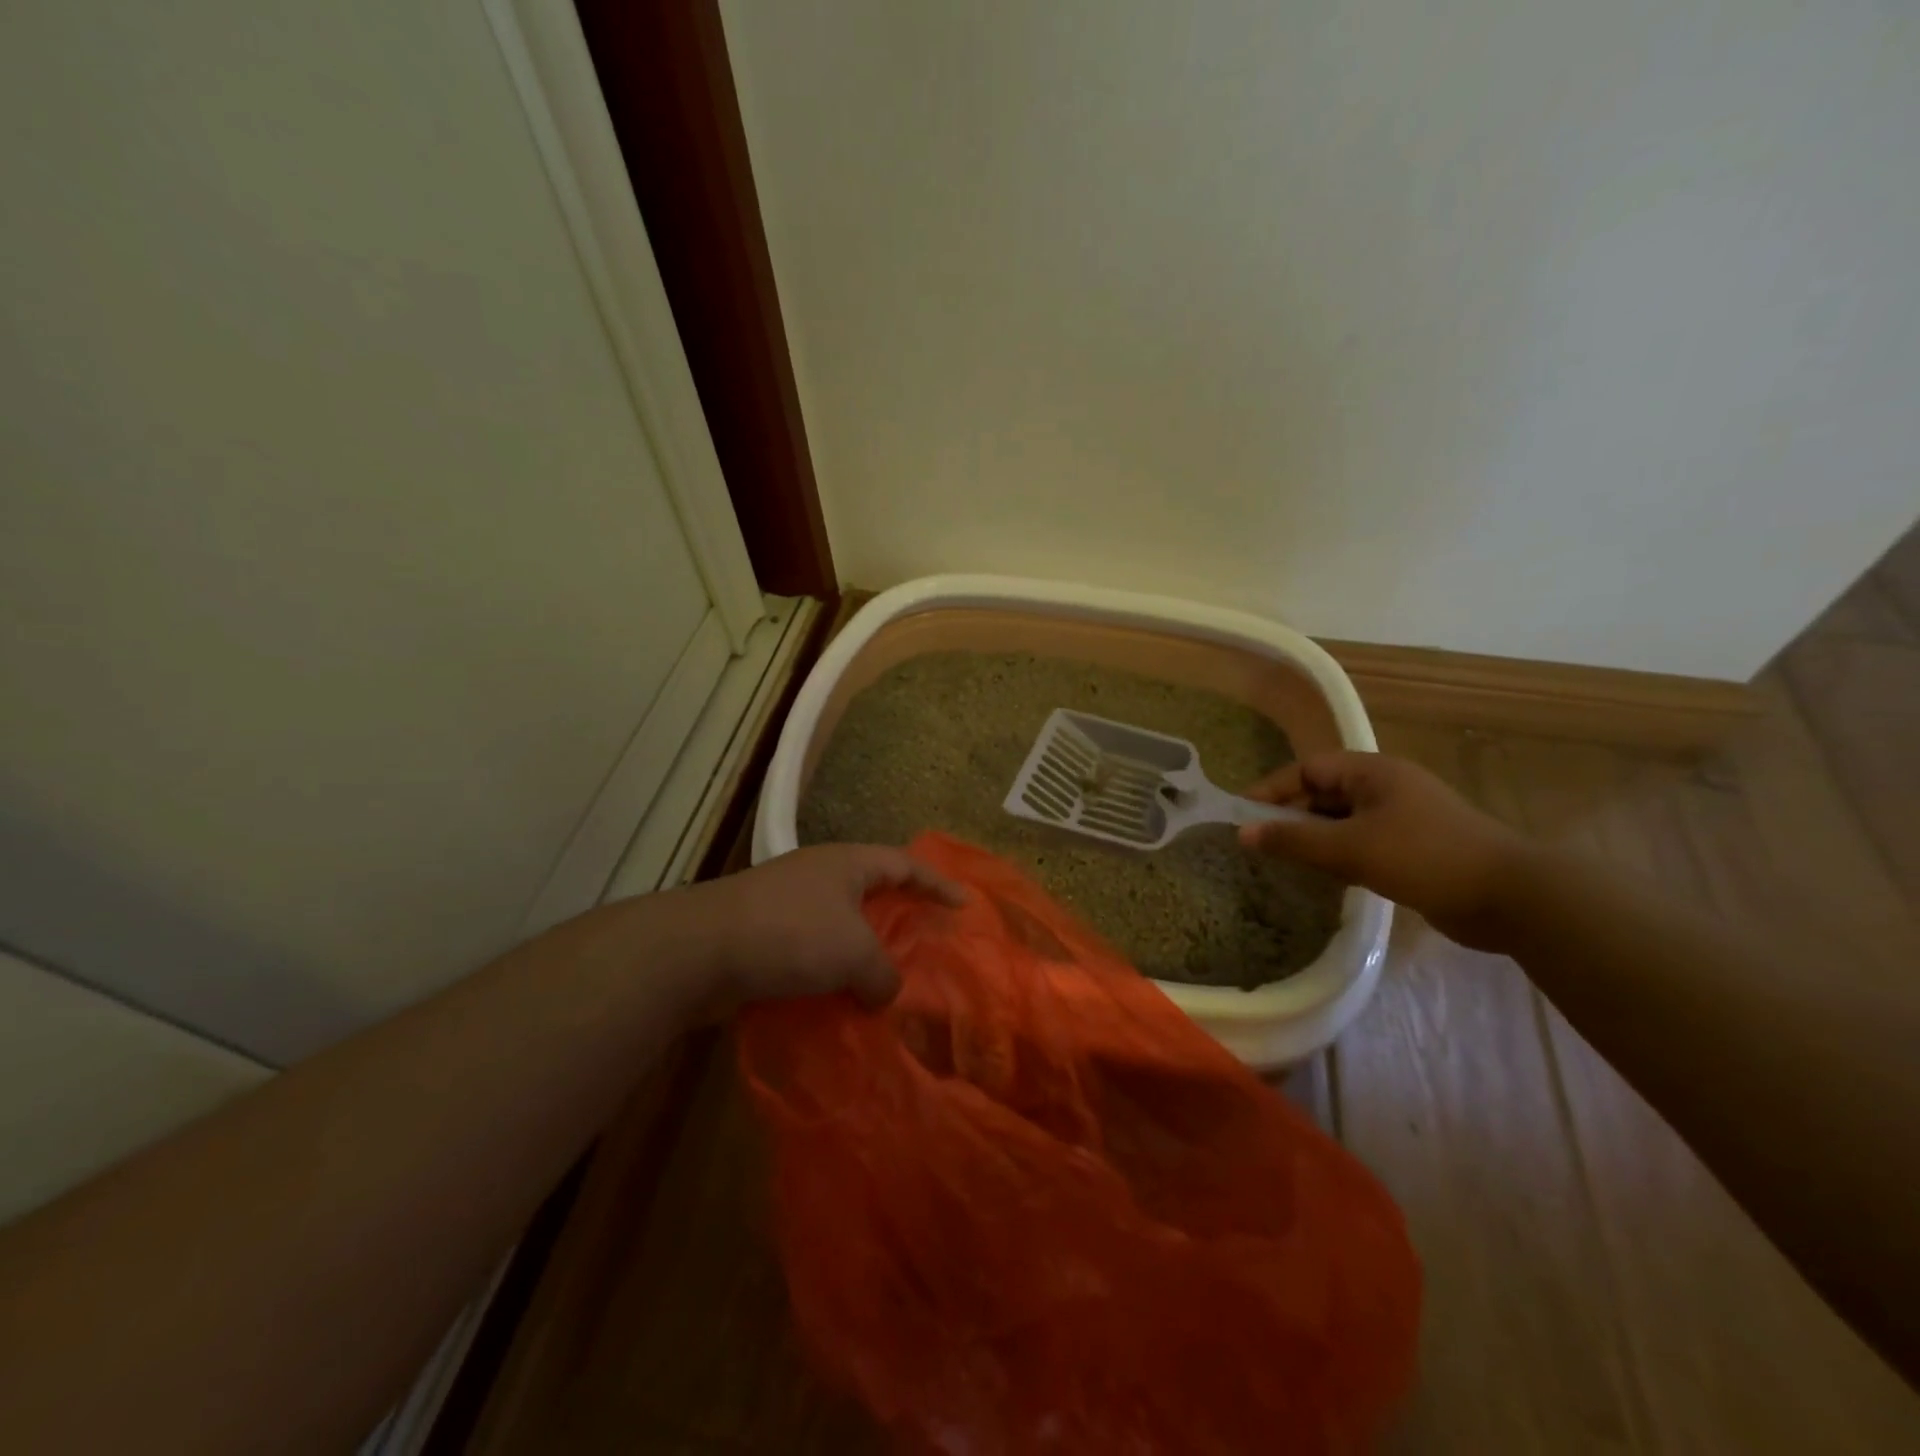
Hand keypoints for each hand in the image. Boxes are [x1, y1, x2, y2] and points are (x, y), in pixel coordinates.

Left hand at [684, 843, 964, 1011]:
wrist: (700, 951)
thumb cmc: (791, 934)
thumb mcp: (855, 953)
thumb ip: (883, 974)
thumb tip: (882, 992)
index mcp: (847, 864)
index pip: (905, 864)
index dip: (938, 883)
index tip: (964, 905)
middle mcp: (819, 876)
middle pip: (873, 892)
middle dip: (900, 919)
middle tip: (925, 945)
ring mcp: (788, 904)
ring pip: (841, 927)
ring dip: (862, 954)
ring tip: (885, 984)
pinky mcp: (764, 936)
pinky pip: (812, 953)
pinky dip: (831, 975)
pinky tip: (840, 1003)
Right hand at [1240, 751, 1528, 949]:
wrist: (1513, 898)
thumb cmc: (1425, 858)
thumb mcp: (1351, 848)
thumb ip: (1294, 839)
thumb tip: (1243, 833)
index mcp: (1373, 771)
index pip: (1308, 768)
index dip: (1272, 789)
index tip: (1243, 815)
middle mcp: (1387, 786)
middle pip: (1324, 791)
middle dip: (1290, 814)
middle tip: (1260, 842)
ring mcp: (1404, 816)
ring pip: (1343, 819)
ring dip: (1314, 836)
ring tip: (1285, 860)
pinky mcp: (1416, 846)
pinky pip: (1363, 840)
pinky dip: (1339, 853)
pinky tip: (1326, 875)